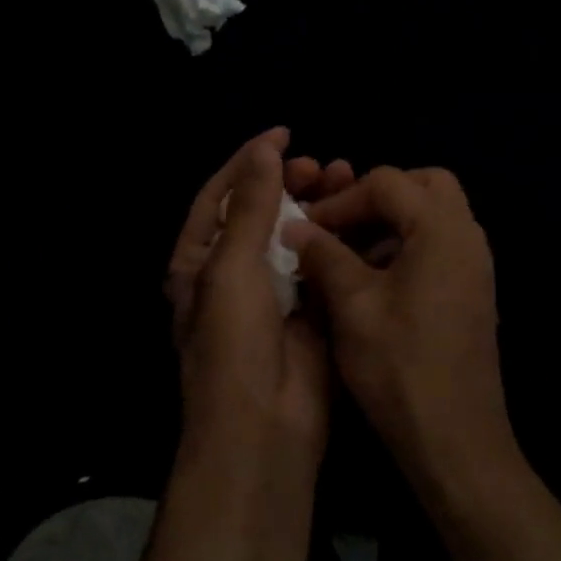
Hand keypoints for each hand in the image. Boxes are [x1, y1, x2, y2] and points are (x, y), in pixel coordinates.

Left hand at [164, 129, 354, 469]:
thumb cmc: (233, 341)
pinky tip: (361, 218)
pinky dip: (339, 238)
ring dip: (317, 205)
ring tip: (346, 178)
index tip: (284, 133)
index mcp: (198, 260)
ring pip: (295, 235)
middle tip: (322, 164)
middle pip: (262, 211)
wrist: (264, 427)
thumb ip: (252, 205)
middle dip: (289, 181)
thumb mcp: (232, 266)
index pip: (221, 195)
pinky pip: (322, 265)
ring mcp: (273, 293)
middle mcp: (233, 272)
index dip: (249, 161)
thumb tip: (264, 150)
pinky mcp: (309, 311)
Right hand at [281, 167, 513, 485]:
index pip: (388, 183)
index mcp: (442, 230)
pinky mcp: (473, 291)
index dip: (341, 199)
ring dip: (391, 223)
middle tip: (340, 227)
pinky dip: (407, 246)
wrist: (456, 442)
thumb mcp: (352, 307)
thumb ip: (323, 255)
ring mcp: (476, 265)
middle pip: (424, 186)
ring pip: (434, 215)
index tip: (306, 228)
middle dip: (377, 197)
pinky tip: (374, 283)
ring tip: (349, 256)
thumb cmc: (400, 369)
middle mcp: (468, 237)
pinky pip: (441, 245)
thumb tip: (294, 225)